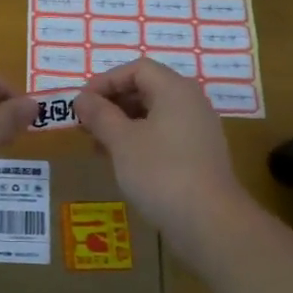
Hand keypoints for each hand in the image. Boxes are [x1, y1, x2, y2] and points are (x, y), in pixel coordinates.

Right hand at [75, 59, 255, 264]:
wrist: (210, 223)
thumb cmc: (161, 172)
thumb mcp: (121, 141)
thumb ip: (99, 115)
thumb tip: (82, 99)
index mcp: (175, 90)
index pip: (136, 69)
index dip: (106, 81)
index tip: (82, 103)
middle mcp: (191, 103)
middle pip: (146, 89)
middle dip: (112, 103)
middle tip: (87, 124)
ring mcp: (199, 130)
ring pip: (154, 114)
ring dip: (123, 124)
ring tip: (99, 146)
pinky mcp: (200, 156)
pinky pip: (165, 135)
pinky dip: (140, 141)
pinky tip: (122, 162)